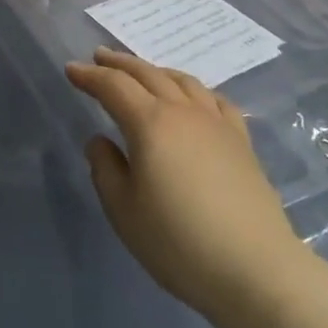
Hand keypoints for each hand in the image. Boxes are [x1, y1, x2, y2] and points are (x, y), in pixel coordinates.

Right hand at [66, 48, 310, 320]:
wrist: (256, 270)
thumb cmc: (178, 242)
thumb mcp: (124, 210)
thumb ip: (105, 169)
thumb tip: (101, 141)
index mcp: (150, 124)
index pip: (113, 86)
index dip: (89, 76)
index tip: (70, 69)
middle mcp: (183, 112)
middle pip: (147, 74)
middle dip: (119, 63)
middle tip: (99, 56)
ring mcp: (217, 124)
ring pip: (183, 81)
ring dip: (155, 70)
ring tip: (141, 72)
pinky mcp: (242, 142)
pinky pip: (215, 100)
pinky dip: (195, 89)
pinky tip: (193, 98)